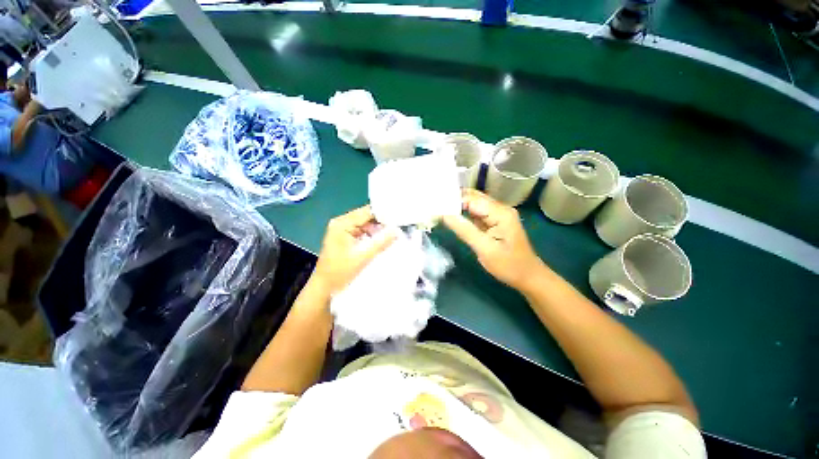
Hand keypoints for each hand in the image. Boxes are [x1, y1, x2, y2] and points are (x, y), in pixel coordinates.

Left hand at [312, 205, 397, 295]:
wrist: (324, 287)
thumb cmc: (340, 272)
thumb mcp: (363, 256)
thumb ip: (381, 242)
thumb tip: (397, 230)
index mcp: (342, 223)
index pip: (367, 212)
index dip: (384, 213)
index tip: (399, 218)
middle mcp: (341, 222)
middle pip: (366, 216)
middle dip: (382, 221)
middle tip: (399, 225)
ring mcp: (343, 229)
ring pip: (366, 223)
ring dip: (378, 228)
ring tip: (394, 232)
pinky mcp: (345, 236)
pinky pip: (362, 230)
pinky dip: (372, 234)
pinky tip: (383, 238)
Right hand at [442, 189, 543, 290]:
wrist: (527, 276)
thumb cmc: (508, 265)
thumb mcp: (484, 249)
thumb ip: (464, 230)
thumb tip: (444, 214)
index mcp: (500, 213)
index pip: (472, 199)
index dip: (453, 200)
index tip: (435, 205)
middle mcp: (500, 208)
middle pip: (473, 197)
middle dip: (453, 200)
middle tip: (434, 205)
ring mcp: (497, 214)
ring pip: (474, 203)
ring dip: (457, 206)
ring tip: (439, 209)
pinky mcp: (494, 221)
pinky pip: (476, 212)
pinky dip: (463, 213)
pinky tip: (452, 216)